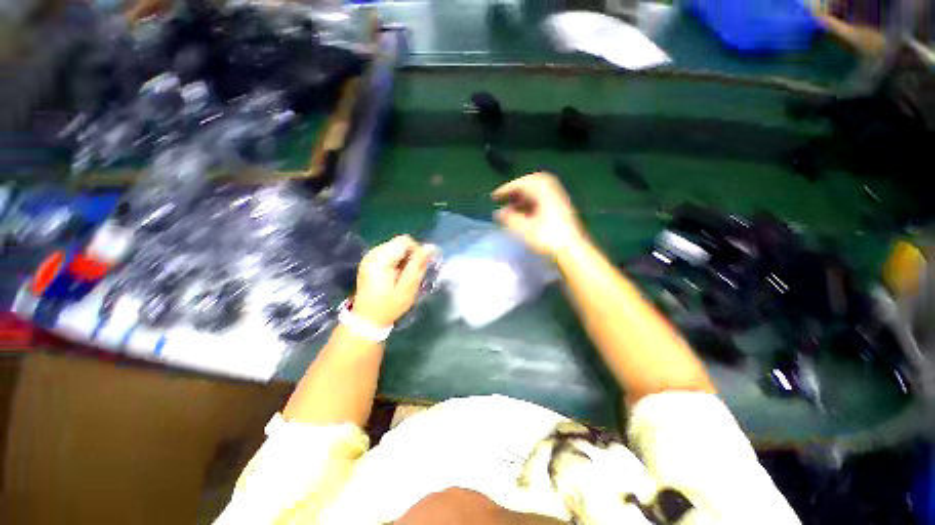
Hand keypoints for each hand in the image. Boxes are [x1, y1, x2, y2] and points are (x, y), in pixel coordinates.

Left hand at [352, 236, 435, 326]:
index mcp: (380, 258)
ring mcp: (370, 258)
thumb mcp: (407, 287)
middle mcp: (372, 253)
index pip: (405, 241)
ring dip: (405, 260)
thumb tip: (430, 246)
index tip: (420, 268)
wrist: (367, 320)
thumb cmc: (388, 306)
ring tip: (406, 276)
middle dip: (411, 256)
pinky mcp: (370, 263)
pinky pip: (390, 254)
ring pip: (396, 248)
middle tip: (413, 274)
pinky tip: (398, 276)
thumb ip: (418, 265)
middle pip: (400, 243)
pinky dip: (398, 262)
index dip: (417, 251)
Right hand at [492, 172, 586, 258]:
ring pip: (538, 191)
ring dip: (524, 196)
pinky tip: (525, 213)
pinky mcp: (561, 209)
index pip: (523, 183)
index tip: (495, 196)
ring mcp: (558, 200)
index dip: (507, 189)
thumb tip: (499, 212)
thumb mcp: (524, 229)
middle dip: (516, 189)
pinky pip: (543, 199)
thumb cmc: (547, 238)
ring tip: (512, 206)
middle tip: (505, 197)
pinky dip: (531, 202)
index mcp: (544, 192)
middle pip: (532, 183)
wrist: (572, 250)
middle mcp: (552, 192)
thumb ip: (510, 218)